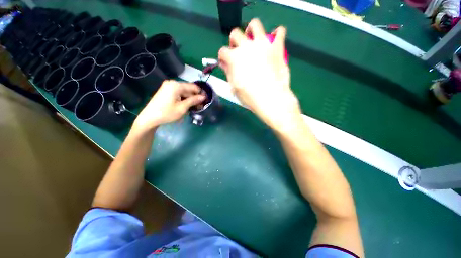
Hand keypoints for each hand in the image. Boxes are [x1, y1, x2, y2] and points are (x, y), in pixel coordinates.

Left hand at [133, 80, 205, 131]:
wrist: (149, 118)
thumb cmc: (167, 113)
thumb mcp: (182, 107)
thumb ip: (193, 100)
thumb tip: (203, 97)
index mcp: (176, 85)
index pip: (193, 87)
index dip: (200, 93)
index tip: (206, 100)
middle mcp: (172, 83)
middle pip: (188, 89)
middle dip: (195, 97)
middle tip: (200, 106)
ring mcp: (168, 86)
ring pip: (183, 92)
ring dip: (189, 99)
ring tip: (194, 107)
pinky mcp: (166, 91)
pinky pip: (178, 93)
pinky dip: (183, 99)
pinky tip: (186, 105)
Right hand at [218, 19, 301, 131]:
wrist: (270, 98)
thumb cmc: (250, 96)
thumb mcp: (234, 87)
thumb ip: (228, 73)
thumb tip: (224, 64)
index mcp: (234, 58)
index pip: (223, 52)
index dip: (223, 57)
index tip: (226, 62)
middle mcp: (246, 47)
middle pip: (235, 34)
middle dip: (234, 41)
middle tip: (238, 50)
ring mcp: (262, 45)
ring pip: (255, 25)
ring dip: (252, 30)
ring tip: (253, 39)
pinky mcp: (277, 47)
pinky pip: (280, 32)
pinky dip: (278, 33)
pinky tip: (275, 38)